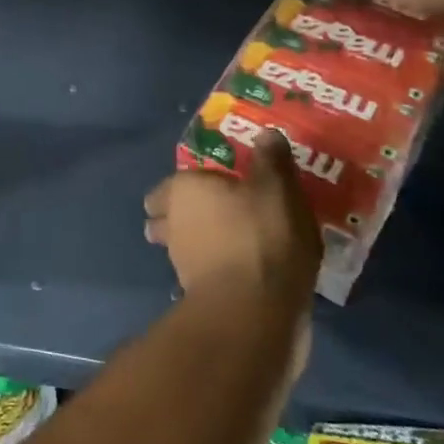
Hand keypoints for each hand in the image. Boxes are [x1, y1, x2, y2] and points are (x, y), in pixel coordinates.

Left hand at [144, 132, 320, 307]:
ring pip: (181, 248)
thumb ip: (271, 160)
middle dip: (177, 217)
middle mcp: (172, 223)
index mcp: (183, 190)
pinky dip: (214, 272)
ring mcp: (180, 263)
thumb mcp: (277, 188)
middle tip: (209, 215)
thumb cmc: (261, 234)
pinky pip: (202, 275)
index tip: (204, 186)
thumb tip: (266, 134)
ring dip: (196, 246)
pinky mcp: (197, 297)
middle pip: (166, 217)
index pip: (170, 184)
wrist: (254, 310)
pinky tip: (239, 275)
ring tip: (227, 244)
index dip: (185, 184)